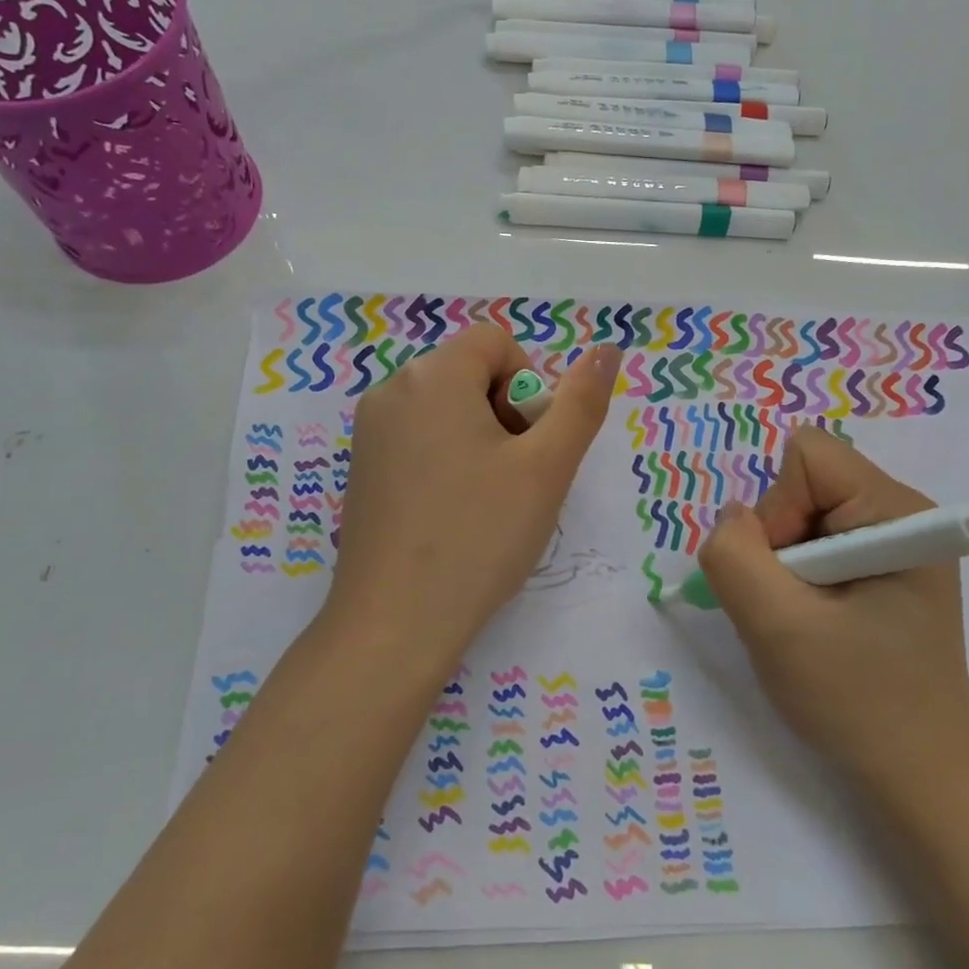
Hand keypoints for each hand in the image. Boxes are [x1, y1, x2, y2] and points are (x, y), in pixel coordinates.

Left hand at [326, 326, 619, 667]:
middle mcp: (391, 389)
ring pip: (447, 407)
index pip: (497, 343)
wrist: (394, 625)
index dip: (528, 387)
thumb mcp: (546, 468)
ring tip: (485, 502)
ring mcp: (369, 430)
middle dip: (505, 414)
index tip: (529, 446)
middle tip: (513, 479)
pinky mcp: (361, 467)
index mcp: (432, 375)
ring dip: (480, 438)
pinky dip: (447, 458)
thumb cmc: (478, 537)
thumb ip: (581, 402)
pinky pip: (418, 437)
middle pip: (470, 373)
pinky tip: (452, 514)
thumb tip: (607, 349)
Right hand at [697, 426, 968, 798]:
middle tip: (792, 607)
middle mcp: (901, 513)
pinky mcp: (881, 567)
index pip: (807, 457)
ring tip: (804, 621)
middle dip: (777, 541)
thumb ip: (734, 556)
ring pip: (800, 514)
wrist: (918, 775)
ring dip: (782, 565)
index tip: (785, 576)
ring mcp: (893, 541)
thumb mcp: (778, 627)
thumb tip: (732, 518)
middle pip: (802, 484)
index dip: (776, 509)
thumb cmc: (857, 699)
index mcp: (896, 512)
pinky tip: (813, 622)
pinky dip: (794, 578)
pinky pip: (813, 542)